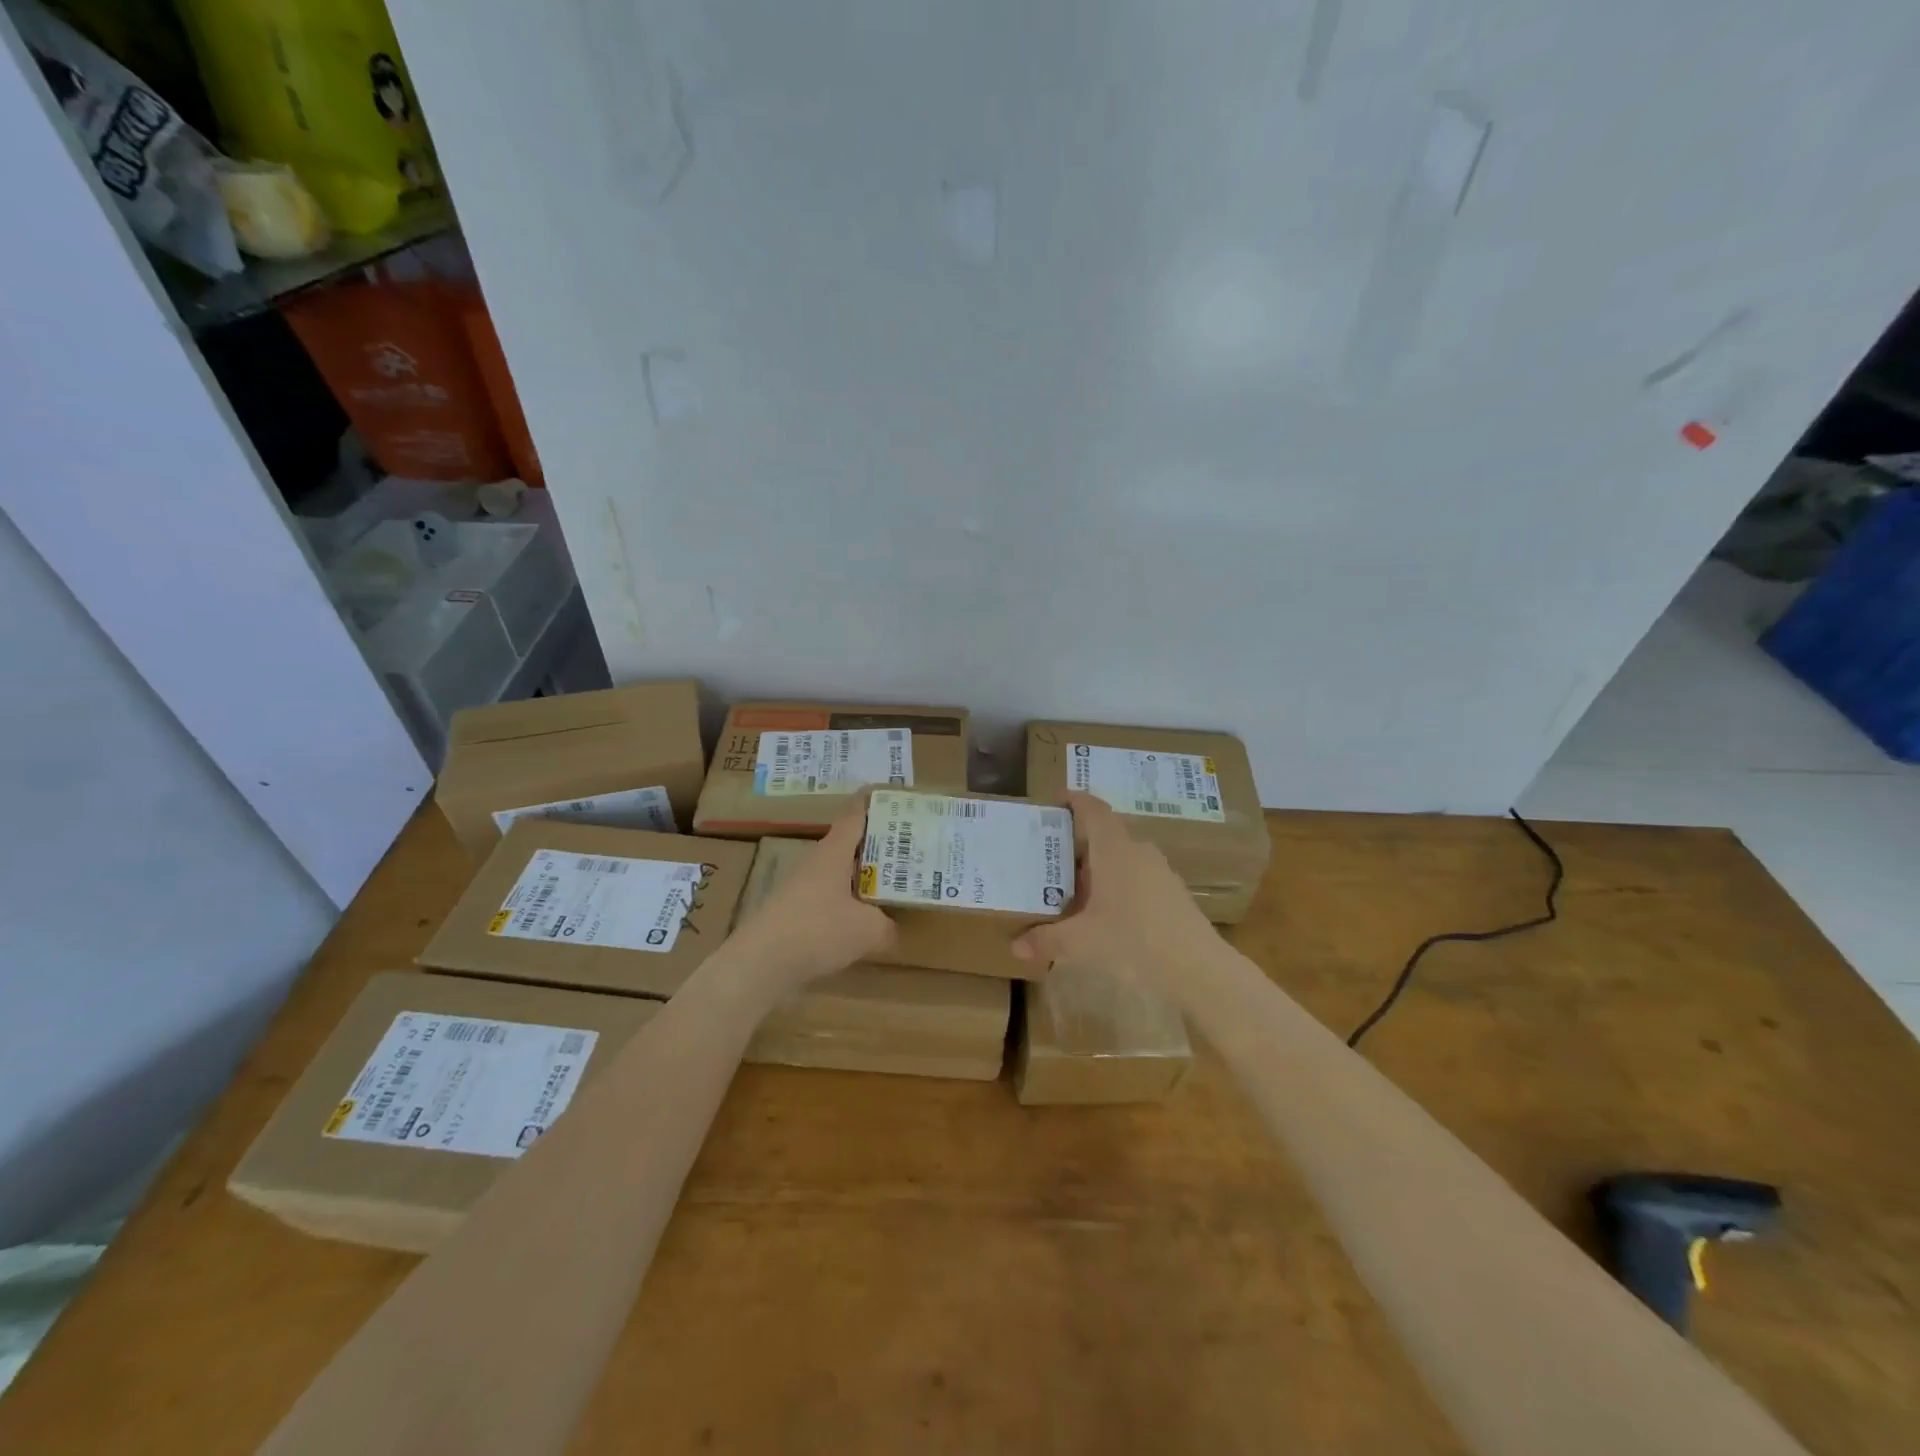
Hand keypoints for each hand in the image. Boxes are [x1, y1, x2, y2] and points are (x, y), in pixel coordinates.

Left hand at [727, 798, 896, 989]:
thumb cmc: (818, 931)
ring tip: (888, 887)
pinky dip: (845, 904)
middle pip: (847, 845)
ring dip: (860, 877)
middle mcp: (814, 863)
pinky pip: (826, 900)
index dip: (871, 803)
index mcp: (833, 852)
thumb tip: (892, 929)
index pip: (854, 815)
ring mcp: (799, 888)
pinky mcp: (791, 914)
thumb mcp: (868, 931)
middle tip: (905, 848)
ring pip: (836, 874)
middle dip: (874, 845)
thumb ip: (886, 927)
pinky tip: (860, 923)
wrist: (760, 965)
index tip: (889, 795)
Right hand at [1012, 791, 1218, 993]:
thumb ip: (1047, 940)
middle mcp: (1139, 852)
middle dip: (1079, 843)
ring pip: (1122, 858)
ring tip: (1074, 889)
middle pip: (1105, 835)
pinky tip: (1107, 914)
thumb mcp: (1081, 942)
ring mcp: (1161, 872)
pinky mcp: (1173, 894)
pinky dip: (1117, 885)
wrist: (1200, 970)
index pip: (1094, 809)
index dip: (1075, 800)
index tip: (1057, 800)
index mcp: (1115, 850)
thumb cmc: (1134, 941)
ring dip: (1099, 868)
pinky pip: (1138, 878)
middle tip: (1052, 857)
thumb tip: (1015, 947)